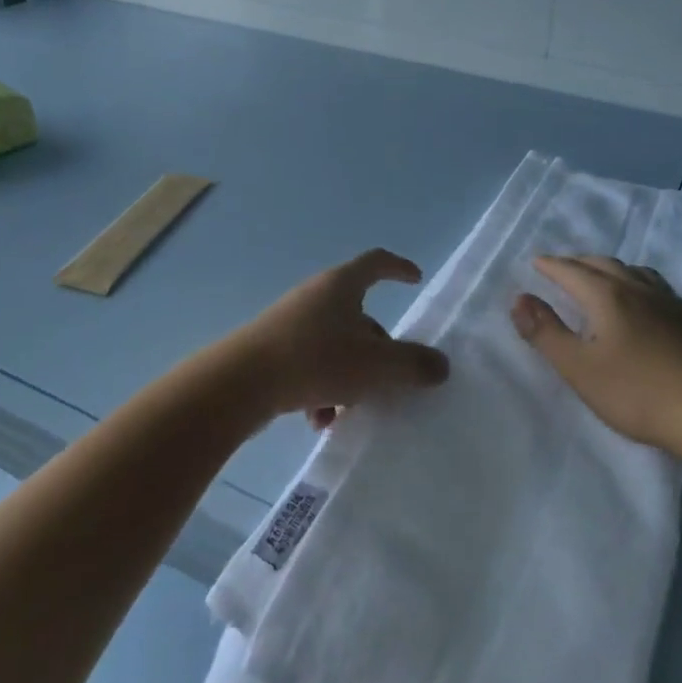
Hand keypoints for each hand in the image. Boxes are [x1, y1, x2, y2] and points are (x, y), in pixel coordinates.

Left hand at [231, 249, 448, 426]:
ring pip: (335, 346)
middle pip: (358, 315)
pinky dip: (322, 388)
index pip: (376, 262)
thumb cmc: (317, 360)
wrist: (241, 382)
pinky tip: (317, 420)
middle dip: (377, 349)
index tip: (415, 279)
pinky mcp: (272, 349)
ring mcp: (290, 322)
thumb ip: (413, 364)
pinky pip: (309, 364)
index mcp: (342, 286)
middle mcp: (315, 296)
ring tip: (348, 411)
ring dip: (350, 377)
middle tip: (389, 379)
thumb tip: (440, 365)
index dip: (399, 268)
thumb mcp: (376, 366)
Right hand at [512, 255, 681, 449]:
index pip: (571, 271)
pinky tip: (648, 303)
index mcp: (607, 296)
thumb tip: (519, 299)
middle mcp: (638, 289)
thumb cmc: (638, 392)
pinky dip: (639, 284)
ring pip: (635, 272)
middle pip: (603, 264)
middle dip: (579, 262)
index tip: (535, 263)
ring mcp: (671, 303)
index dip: (550, 266)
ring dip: (611, 269)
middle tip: (563, 267)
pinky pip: (658, 288)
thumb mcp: (579, 368)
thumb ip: (546, 333)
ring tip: (603, 277)